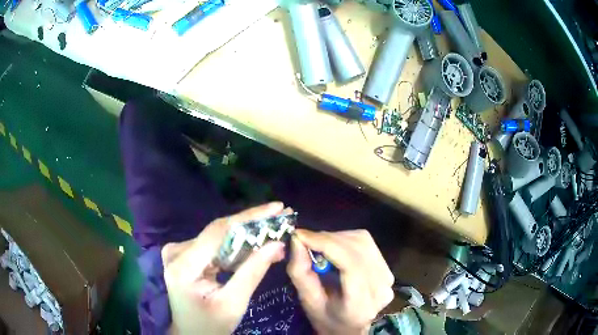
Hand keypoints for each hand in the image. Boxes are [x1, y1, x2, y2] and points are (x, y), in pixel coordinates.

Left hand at [162, 202, 286, 334]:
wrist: (192, 334)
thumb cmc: (211, 325)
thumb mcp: (234, 303)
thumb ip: (253, 272)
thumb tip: (277, 244)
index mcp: (183, 266)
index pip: (218, 232)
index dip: (249, 217)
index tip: (277, 208)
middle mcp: (176, 252)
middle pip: (218, 232)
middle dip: (252, 225)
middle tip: (281, 217)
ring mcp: (178, 252)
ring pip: (218, 236)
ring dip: (247, 234)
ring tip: (274, 229)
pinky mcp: (184, 255)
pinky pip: (214, 244)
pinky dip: (236, 245)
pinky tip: (256, 243)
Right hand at [287, 230, 394, 334]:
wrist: (349, 328)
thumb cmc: (326, 318)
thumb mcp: (307, 301)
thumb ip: (300, 272)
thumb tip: (297, 239)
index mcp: (361, 304)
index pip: (350, 264)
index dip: (326, 244)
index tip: (301, 235)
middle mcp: (381, 288)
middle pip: (358, 248)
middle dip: (328, 239)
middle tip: (306, 240)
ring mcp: (388, 277)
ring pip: (363, 241)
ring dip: (337, 237)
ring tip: (319, 245)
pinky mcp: (388, 269)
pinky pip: (367, 244)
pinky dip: (347, 240)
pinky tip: (335, 248)